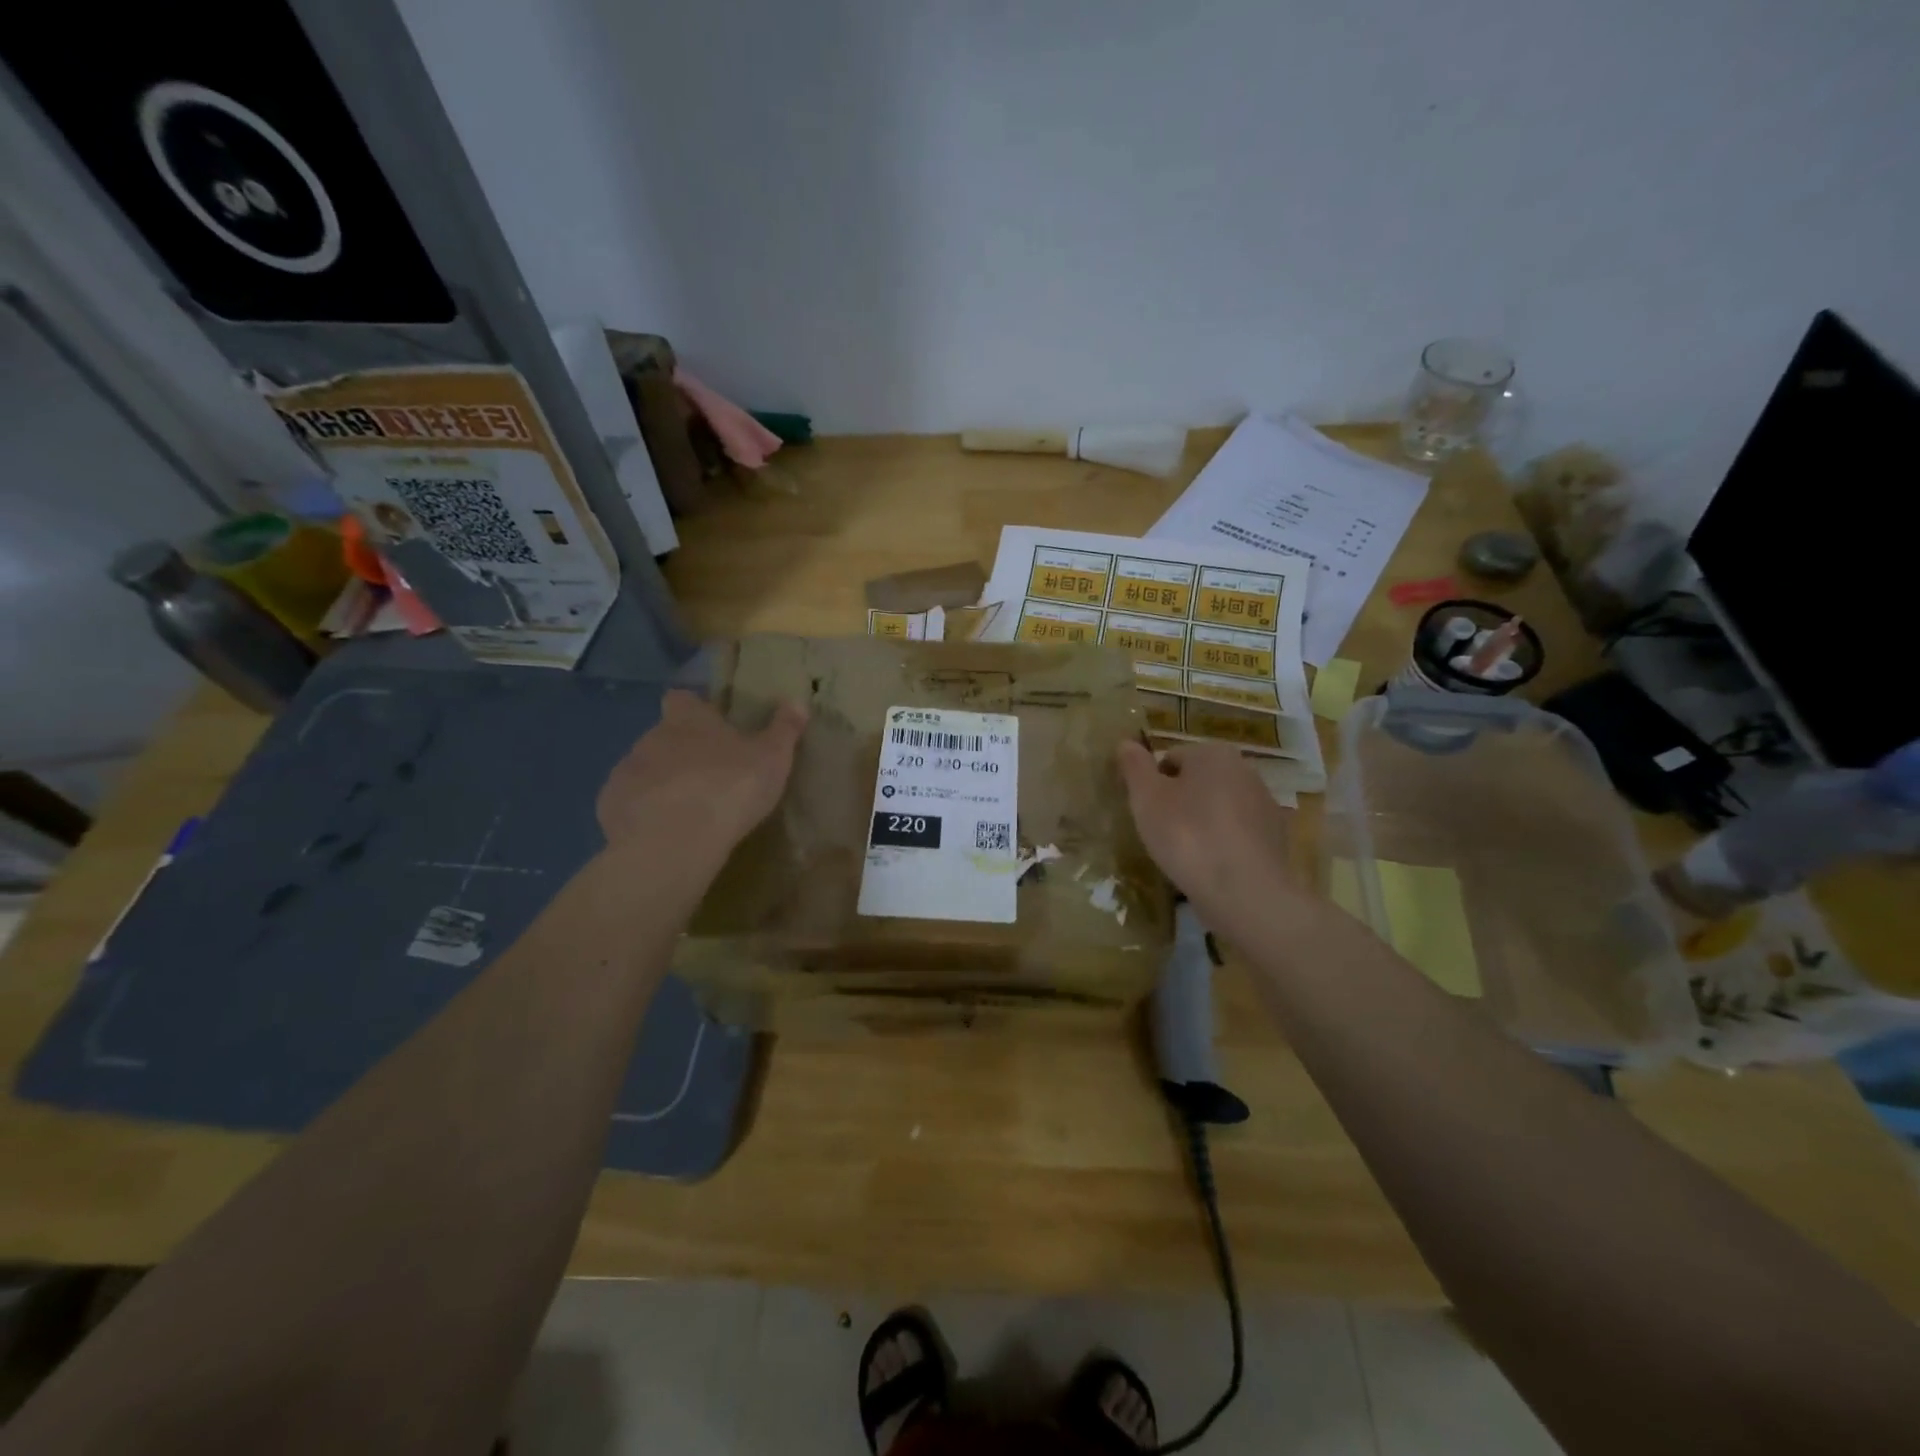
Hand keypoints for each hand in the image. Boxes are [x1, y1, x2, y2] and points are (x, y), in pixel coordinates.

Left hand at [597, 689, 806, 863]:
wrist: (673, 841)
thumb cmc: (729, 788)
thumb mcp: (772, 758)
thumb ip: (784, 729)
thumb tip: (798, 701)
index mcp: (688, 719)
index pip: (682, 698)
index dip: (695, 709)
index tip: (711, 725)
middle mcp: (651, 737)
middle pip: (664, 735)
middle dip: (682, 751)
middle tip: (710, 776)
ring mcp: (626, 771)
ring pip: (645, 769)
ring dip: (662, 783)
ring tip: (688, 810)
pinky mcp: (610, 806)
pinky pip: (629, 803)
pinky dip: (644, 813)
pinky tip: (664, 833)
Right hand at [1115, 740, 1297, 917]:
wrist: (1244, 893)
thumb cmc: (1187, 837)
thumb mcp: (1146, 799)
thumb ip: (1134, 767)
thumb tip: (1126, 743)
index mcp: (1213, 753)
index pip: (1171, 759)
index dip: (1152, 785)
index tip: (1145, 814)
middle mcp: (1245, 769)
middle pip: (1198, 780)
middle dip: (1180, 801)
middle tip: (1162, 833)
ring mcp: (1265, 803)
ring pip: (1220, 806)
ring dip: (1202, 822)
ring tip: (1186, 854)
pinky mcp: (1276, 837)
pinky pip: (1238, 832)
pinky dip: (1224, 843)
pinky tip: (1211, 866)